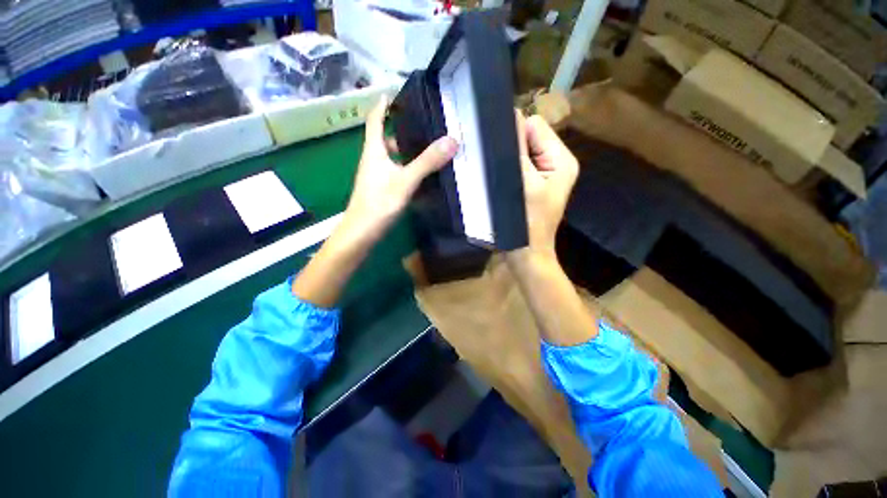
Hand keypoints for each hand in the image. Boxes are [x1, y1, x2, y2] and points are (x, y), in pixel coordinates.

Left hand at [344, 96, 457, 242]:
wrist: (361, 232)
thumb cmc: (379, 203)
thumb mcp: (405, 180)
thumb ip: (427, 162)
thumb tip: (451, 140)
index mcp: (374, 151)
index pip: (375, 120)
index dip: (382, 106)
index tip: (392, 94)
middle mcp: (373, 161)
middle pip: (384, 138)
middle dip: (400, 129)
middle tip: (421, 124)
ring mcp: (376, 177)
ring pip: (391, 157)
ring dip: (405, 151)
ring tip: (426, 148)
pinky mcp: (380, 190)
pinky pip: (394, 172)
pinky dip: (406, 169)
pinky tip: (419, 175)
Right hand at [510, 112, 578, 264]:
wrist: (525, 253)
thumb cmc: (526, 222)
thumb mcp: (523, 184)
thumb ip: (518, 151)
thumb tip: (510, 116)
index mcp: (561, 160)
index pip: (535, 126)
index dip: (515, 133)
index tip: (497, 149)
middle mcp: (556, 162)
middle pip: (529, 138)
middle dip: (511, 148)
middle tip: (497, 165)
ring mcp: (544, 174)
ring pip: (521, 152)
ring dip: (508, 160)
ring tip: (496, 175)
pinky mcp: (532, 184)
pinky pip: (518, 166)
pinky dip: (507, 170)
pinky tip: (498, 180)